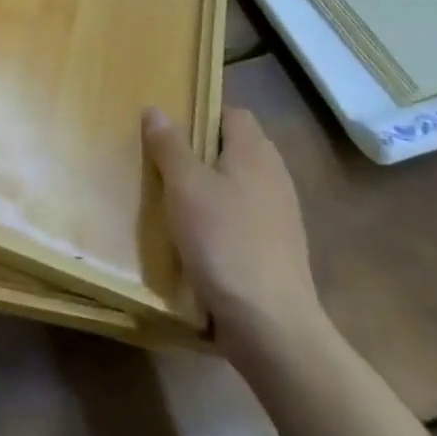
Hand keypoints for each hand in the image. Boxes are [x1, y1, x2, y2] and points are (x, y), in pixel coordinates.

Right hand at [143, 107, 326, 361]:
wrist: (271, 326)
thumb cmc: (224, 241)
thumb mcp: (185, 186)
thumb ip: (170, 145)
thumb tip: (156, 109)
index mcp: (255, 153)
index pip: (232, 113)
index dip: (202, 112)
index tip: (168, 124)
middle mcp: (274, 177)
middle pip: (235, 148)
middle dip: (200, 150)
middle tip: (159, 157)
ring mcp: (280, 216)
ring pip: (237, 184)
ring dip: (207, 185)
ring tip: (169, 195)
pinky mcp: (276, 249)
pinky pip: (241, 216)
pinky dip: (218, 216)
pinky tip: (193, 233)